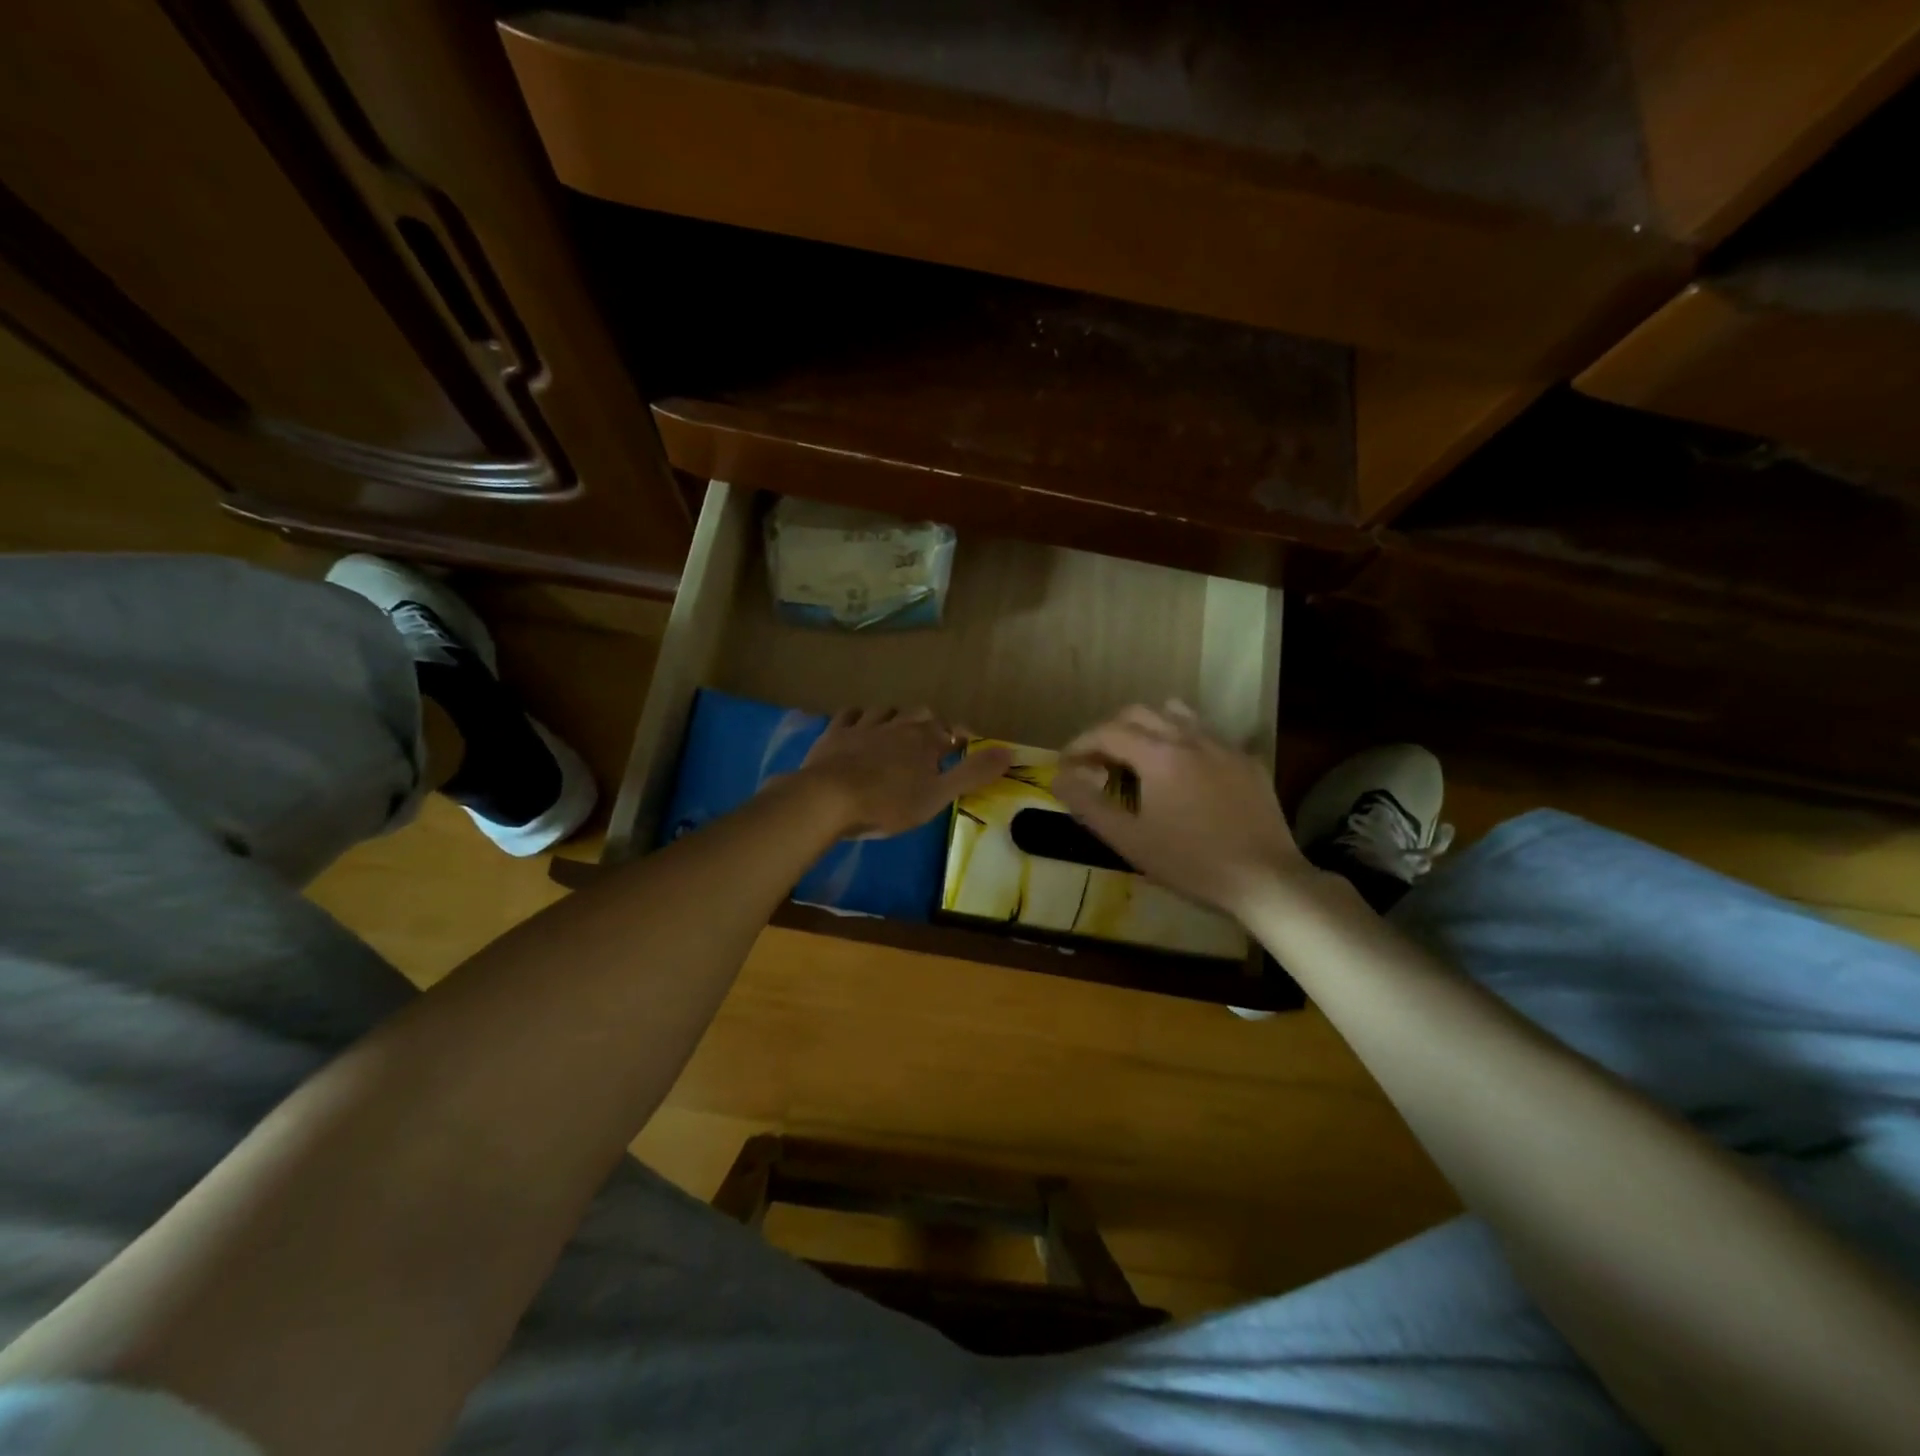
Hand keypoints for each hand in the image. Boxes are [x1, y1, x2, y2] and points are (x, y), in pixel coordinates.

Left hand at [798, 707, 1012, 837]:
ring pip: (885, 710)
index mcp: (925, 739)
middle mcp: (897, 724)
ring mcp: (864, 726)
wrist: (828, 798)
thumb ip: (973, 773)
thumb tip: (1010, 751)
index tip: (963, 749)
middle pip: (920, 714)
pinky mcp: (835, 733)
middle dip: (929, 724)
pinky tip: (858, 721)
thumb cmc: (888, 802)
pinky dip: (858, 716)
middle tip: (931, 742)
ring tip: (898, 729)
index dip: (959, 740)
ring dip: (895, 716)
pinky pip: (849, 714)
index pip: (951, 732)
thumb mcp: (938, 795)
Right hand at [1052, 701, 1310, 919]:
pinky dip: (1183, 743)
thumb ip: (1089, 805)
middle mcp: (1190, 738)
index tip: (1066, 764)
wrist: (1265, 880)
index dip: (1080, 744)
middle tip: (1097, 760)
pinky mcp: (1247, 762)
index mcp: (1159, 754)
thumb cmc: (1190, 862)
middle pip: (1139, 713)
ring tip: (1138, 756)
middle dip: (1110, 731)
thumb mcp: (1130, 840)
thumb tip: (1058, 778)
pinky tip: (1184, 774)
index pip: (1107, 732)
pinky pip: (1207, 736)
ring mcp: (1224, 746)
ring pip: (1177, 715)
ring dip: (1148, 727)